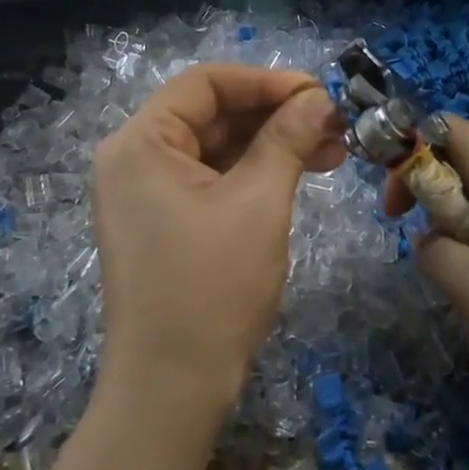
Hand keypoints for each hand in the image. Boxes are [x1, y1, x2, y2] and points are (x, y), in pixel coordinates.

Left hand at [92, 64, 344, 425]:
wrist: (172, 388)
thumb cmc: (211, 288)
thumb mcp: (257, 203)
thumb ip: (286, 139)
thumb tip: (319, 98)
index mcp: (140, 143)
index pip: (205, 83)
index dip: (265, 81)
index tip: (318, 93)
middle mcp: (135, 159)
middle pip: (212, 113)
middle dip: (275, 114)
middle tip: (333, 124)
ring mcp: (148, 193)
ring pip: (218, 147)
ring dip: (272, 144)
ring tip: (333, 149)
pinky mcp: (166, 221)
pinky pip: (214, 179)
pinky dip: (255, 173)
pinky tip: (301, 172)